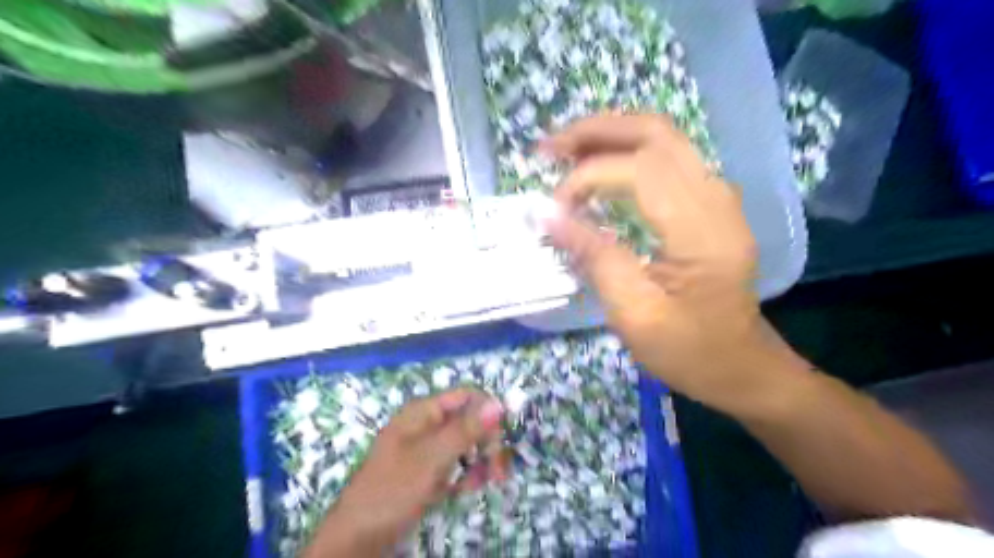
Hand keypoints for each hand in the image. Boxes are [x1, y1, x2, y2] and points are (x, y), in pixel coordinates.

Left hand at [302, 390, 504, 554]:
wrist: (357, 539)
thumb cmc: (393, 490)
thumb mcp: (433, 458)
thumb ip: (466, 429)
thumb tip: (499, 403)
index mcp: (424, 412)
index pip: (467, 397)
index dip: (488, 413)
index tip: (502, 440)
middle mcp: (427, 425)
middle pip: (470, 420)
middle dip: (488, 442)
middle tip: (499, 472)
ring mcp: (426, 449)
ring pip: (465, 444)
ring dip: (480, 460)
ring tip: (486, 483)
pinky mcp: (427, 472)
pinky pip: (455, 465)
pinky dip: (465, 475)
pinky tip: (467, 490)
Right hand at [541, 112, 798, 410]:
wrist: (742, 366)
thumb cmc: (689, 350)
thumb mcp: (634, 315)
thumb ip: (594, 257)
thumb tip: (548, 216)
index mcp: (702, 231)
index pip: (639, 171)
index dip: (587, 179)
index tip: (554, 210)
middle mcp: (716, 199)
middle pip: (655, 133)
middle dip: (596, 131)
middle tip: (549, 147)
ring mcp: (718, 196)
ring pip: (663, 137)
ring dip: (610, 135)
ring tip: (565, 150)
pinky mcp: (710, 204)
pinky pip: (668, 157)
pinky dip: (627, 151)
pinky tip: (599, 165)